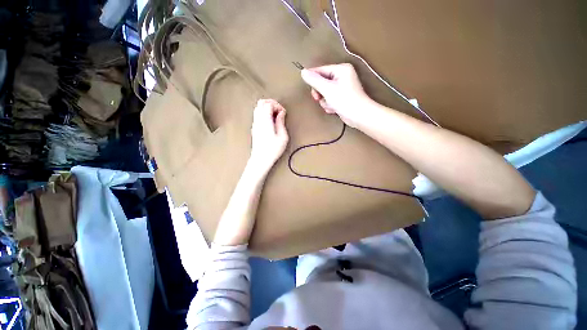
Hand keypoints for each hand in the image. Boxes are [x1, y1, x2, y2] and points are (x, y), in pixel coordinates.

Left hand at [249, 99, 288, 174]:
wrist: (260, 159)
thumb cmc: (273, 150)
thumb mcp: (282, 137)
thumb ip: (281, 122)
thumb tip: (281, 113)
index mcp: (265, 121)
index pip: (268, 104)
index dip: (277, 105)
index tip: (283, 113)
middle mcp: (258, 120)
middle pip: (261, 102)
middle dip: (272, 103)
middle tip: (279, 112)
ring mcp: (255, 123)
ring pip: (258, 107)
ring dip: (267, 108)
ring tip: (276, 116)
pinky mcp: (254, 128)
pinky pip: (257, 114)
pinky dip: (264, 113)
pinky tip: (271, 122)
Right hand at [301, 63, 370, 127]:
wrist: (359, 116)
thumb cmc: (345, 100)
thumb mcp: (327, 89)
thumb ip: (314, 80)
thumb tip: (303, 72)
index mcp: (341, 69)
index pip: (321, 70)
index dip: (313, 79)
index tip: (309, 88)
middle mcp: (342, 76)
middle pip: (322, 82)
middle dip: (320, 93)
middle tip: (319, 99)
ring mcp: (342, 88)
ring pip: (325, 92)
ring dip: (325, 101)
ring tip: (331, 105)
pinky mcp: (341, 97)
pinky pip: (330, 99)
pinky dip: (330, 105)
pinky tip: (334, 109)